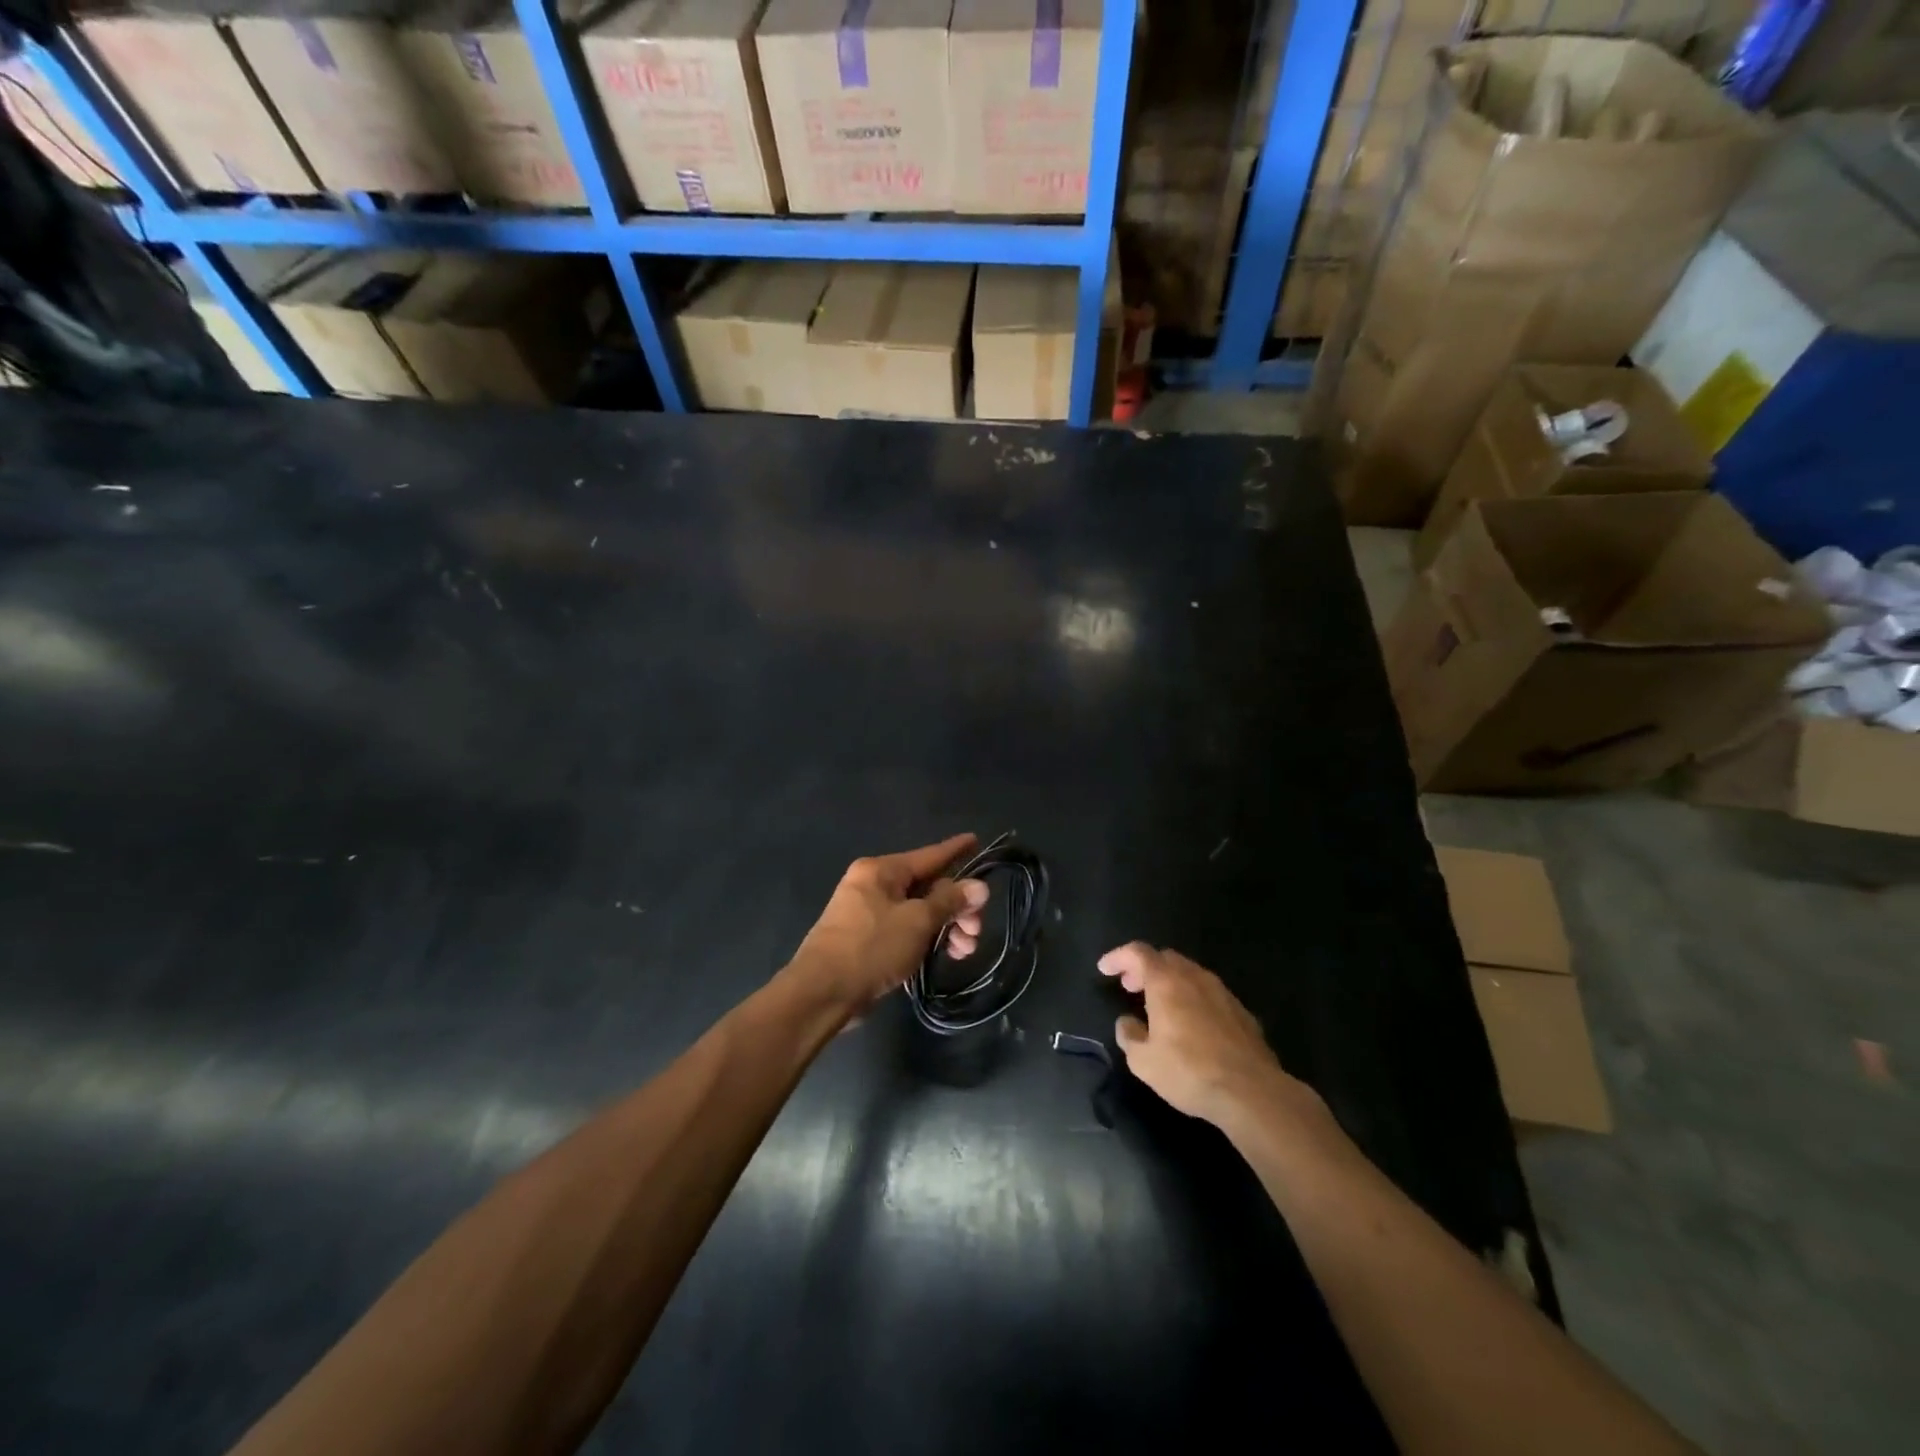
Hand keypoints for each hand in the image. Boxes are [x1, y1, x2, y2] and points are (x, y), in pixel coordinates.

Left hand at [786, 834, 988, 1012]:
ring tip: (964, 951)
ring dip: (945, 928)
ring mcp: (867, 913)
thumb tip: (979, 886)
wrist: (822, 993)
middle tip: (977, 931)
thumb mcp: (918, 922)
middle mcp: (873, 885)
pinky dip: (926, 939)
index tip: (976, 840)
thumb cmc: (872, 948)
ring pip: (918, 912)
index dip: (956, 850)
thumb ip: (950, 901)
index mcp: (881, 871)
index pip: (929, 855)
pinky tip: (944, 956)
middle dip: (957, 908)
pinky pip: (905, 930)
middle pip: (927, 887)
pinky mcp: (867, 940)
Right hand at [1100, 942, 1313, 1127]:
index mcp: (1166, 982)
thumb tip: (1128, 1022)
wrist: (1252, 1092)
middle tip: (1130, 987)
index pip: (1138, 952)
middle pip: (1165, 958)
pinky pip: (1209, 993)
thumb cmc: (1189, 1072)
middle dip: (1144, 968)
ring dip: (1170, 982)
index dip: (1118, 957)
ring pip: (1190, 973)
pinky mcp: (1242, 1012)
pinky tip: (1191, 1024)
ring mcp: (1222, 992)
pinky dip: (1192, 998)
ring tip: (1159, 1005)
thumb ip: (1129, 1035)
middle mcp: (1195, 977)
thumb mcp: (1143, 1061)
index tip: (1105, 969)